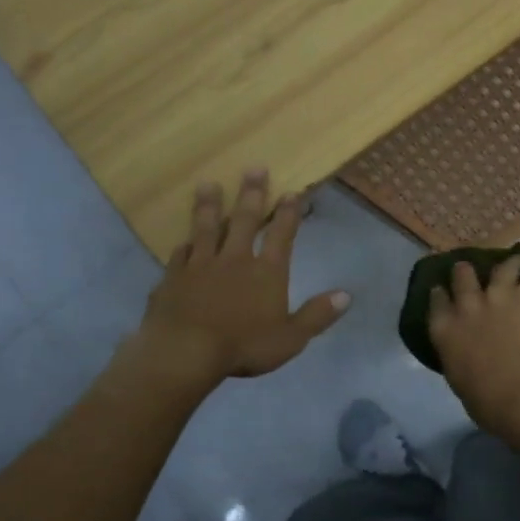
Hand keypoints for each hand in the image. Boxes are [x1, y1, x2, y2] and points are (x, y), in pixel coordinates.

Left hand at [134, 171, 350, 387]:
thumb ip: (316, 315)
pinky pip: (179, 256)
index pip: (281, 236)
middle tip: (254, 168)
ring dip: (210, 206)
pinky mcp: (173, 278)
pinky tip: (183, 240)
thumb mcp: (290, 338)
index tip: (292, 192)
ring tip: (208, 185)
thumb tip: (346, 295)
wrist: (184, 352)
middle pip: (245, 221)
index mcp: (266, 273)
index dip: (288, 214)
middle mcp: (234, 260)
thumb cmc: (243, 346)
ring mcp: (200, 266)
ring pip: (207, 229)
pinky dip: (184, 246)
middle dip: (252, 194)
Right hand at [427, 255, 519, 445]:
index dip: (440, 294)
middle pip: (464, 277)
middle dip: (467, 272)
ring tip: (517, 261)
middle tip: (472, 270)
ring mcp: (501, 294)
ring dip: (509, 263)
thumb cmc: (493, 405)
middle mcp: (469, 306)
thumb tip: (468, 358)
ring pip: (502, 267)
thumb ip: (461, 361)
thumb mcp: (462, 385)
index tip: (442, 290)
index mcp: (446, 332)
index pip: (437, 303)